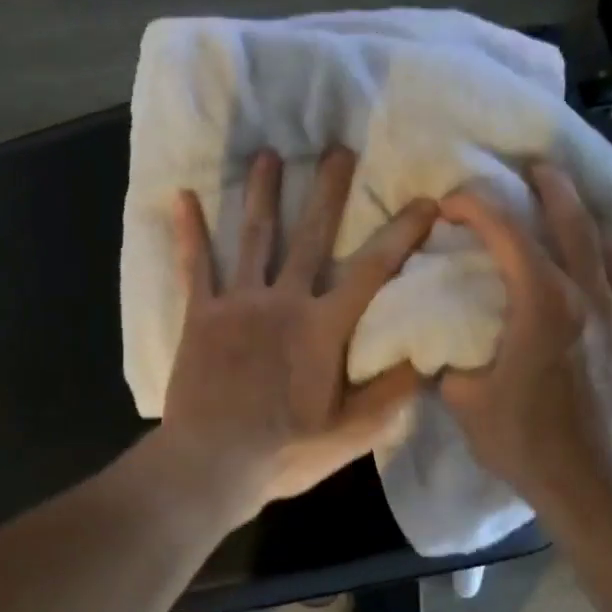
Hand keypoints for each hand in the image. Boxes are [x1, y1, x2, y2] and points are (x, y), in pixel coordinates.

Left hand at [157, 146, 437, 523]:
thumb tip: (427, 356)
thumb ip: (390, 392)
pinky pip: (195, 266)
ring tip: (269, 155)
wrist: (211, 463)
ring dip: (262, 194)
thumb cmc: (284, 452)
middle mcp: (283, 301)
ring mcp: (238, 303)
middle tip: (338, 149)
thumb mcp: (351, 433)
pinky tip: (184, 197)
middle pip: (312, 236)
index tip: (425, 201)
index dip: (402, 234)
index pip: (373, 270)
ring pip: (254, 237)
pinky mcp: (199, 316)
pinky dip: (190, 231)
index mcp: (323, 327)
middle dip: (328, 191)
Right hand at [438, 162, 611, 506]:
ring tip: (578, 222)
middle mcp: (592, 297)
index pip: (508, 235)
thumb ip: (449, 363)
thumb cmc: (524, 441)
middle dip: (551, 188)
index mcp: (543, 304)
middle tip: (535, 170)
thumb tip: (440, 350)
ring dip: (593, 229)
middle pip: (575, 223)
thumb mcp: (465, 401)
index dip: (478, 208)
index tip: (453, 202)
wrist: (593, 486)